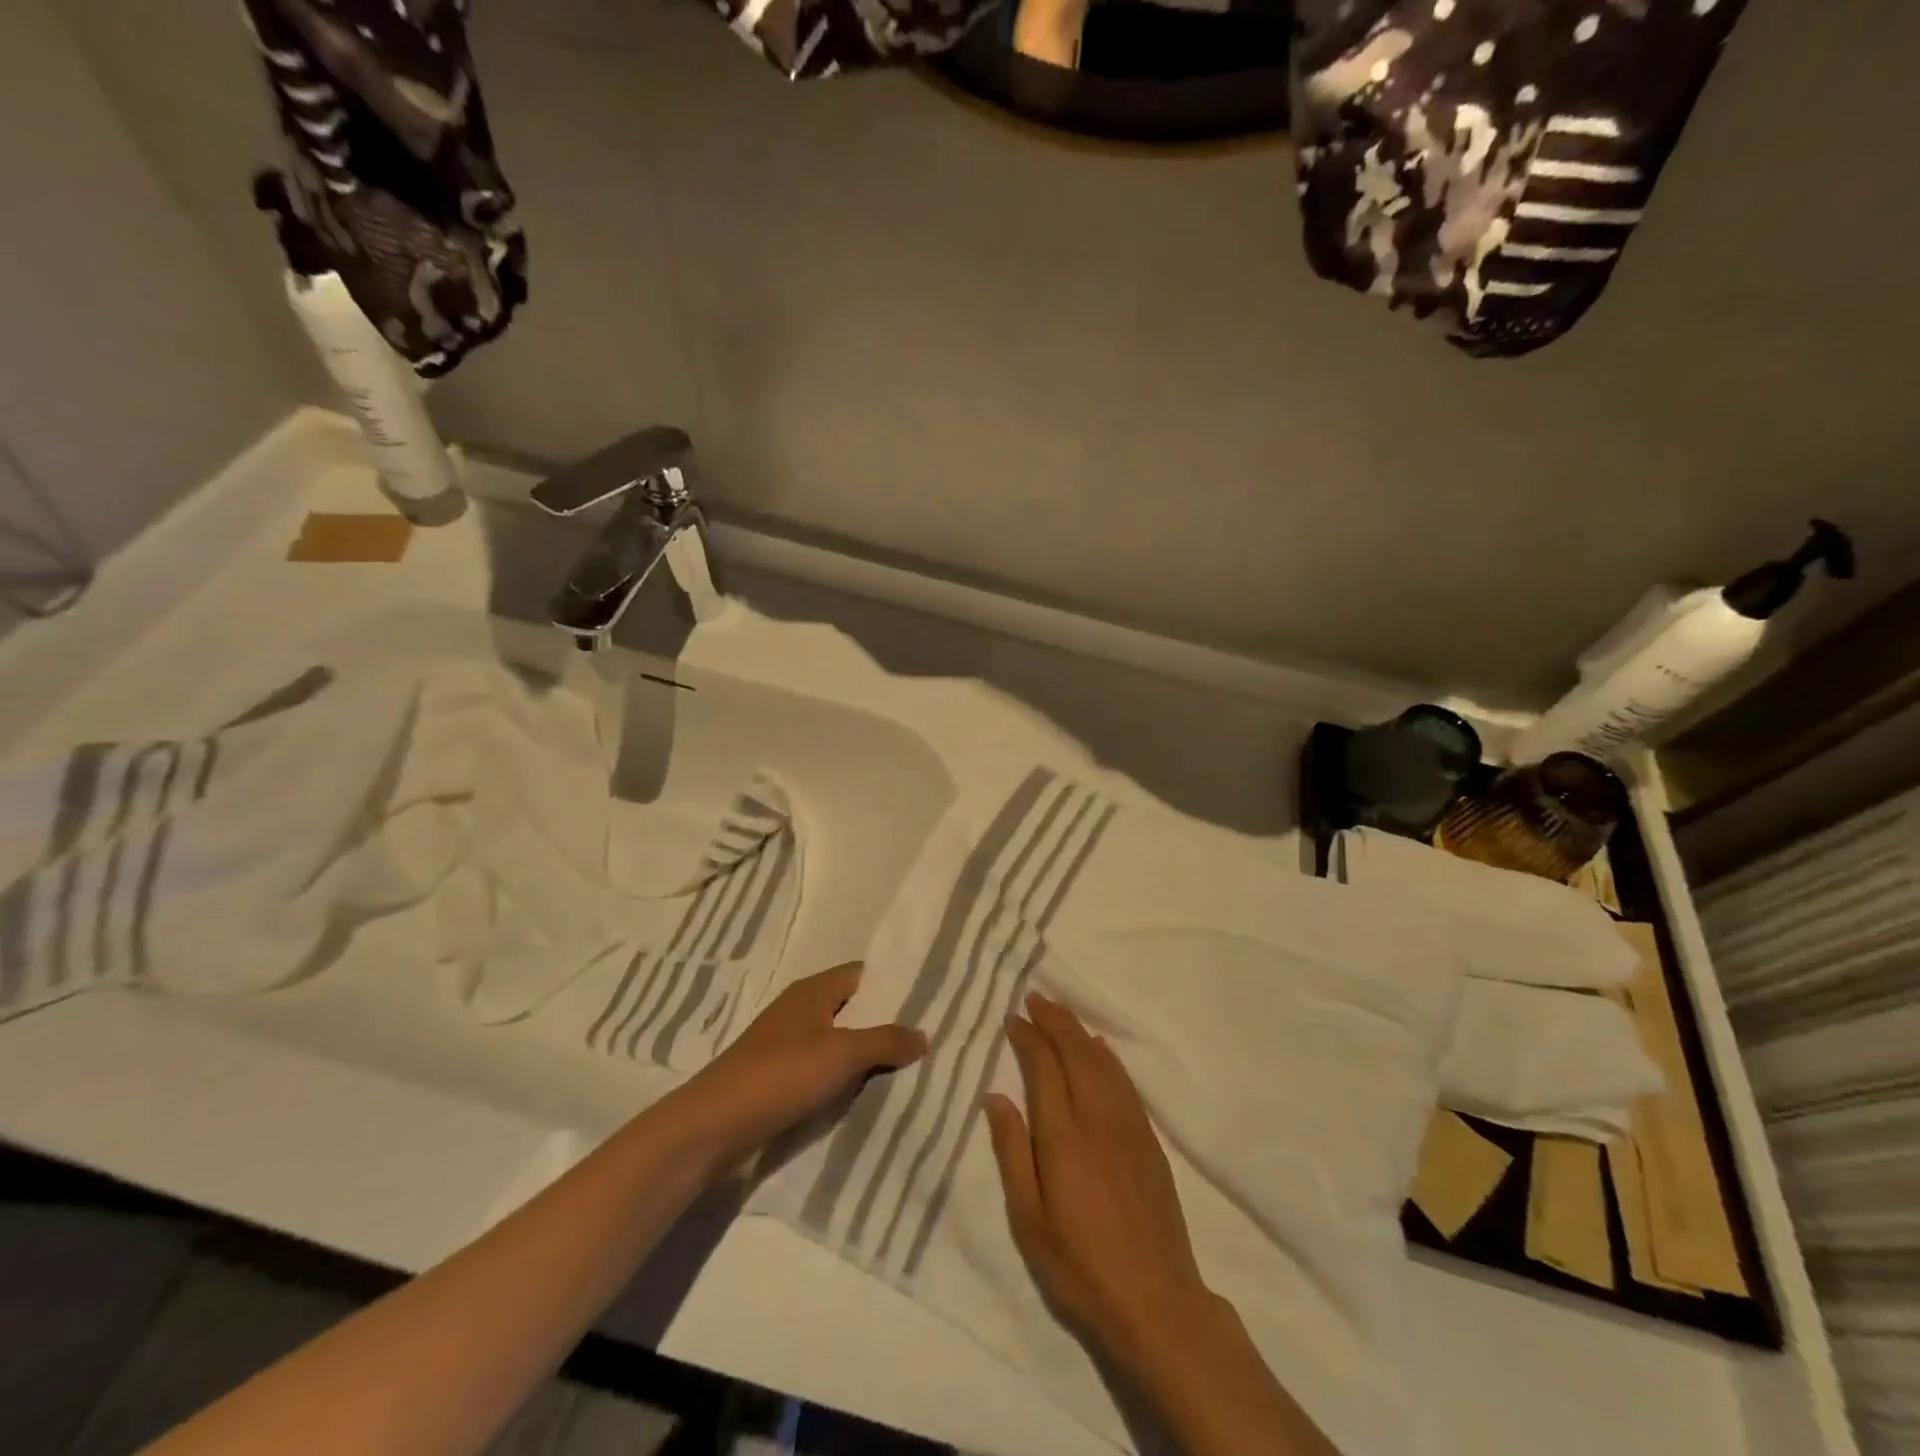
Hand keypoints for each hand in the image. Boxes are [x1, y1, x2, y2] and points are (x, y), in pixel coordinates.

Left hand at [675, 962, 927, 1173]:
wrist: (713, 1126)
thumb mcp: (842, 1054)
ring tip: (908, 1068)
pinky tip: (865, 1094)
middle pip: (852, 1009)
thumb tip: (924, 1034)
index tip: (930, 1000)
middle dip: (885, 1023)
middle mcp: (800, 1009)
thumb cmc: (780, 1075)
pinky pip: (821, 1068)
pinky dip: (843, 1077)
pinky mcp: (777, 1077)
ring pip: (838, 1041)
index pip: (863, 975)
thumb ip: (886, 1041)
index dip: (894, 985)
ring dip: (865, 1054)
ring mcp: (786, 1043)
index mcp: (814, 990)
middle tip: (927, 1038)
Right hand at [986, 993, 1212, 1361]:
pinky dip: (1108, 1057)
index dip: (1028, 1038)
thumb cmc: (1079, 1267)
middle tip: (1035, 998)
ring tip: (1061, 1012)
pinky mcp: (1149, 1141)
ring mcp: (1128, 1127)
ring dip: (1079, 1031)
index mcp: (1063, 1136)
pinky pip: (1125, 1083)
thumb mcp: (1029, 1220)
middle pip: (1075, 1053)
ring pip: (1102, 1062)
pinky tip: (1100, 1048)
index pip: (1044, 1068)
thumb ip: (1012, 1152)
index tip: (1013, 1018)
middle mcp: (1097, 1119)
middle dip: (1054, 1021)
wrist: (1156, 1302)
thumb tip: (995, 1097)